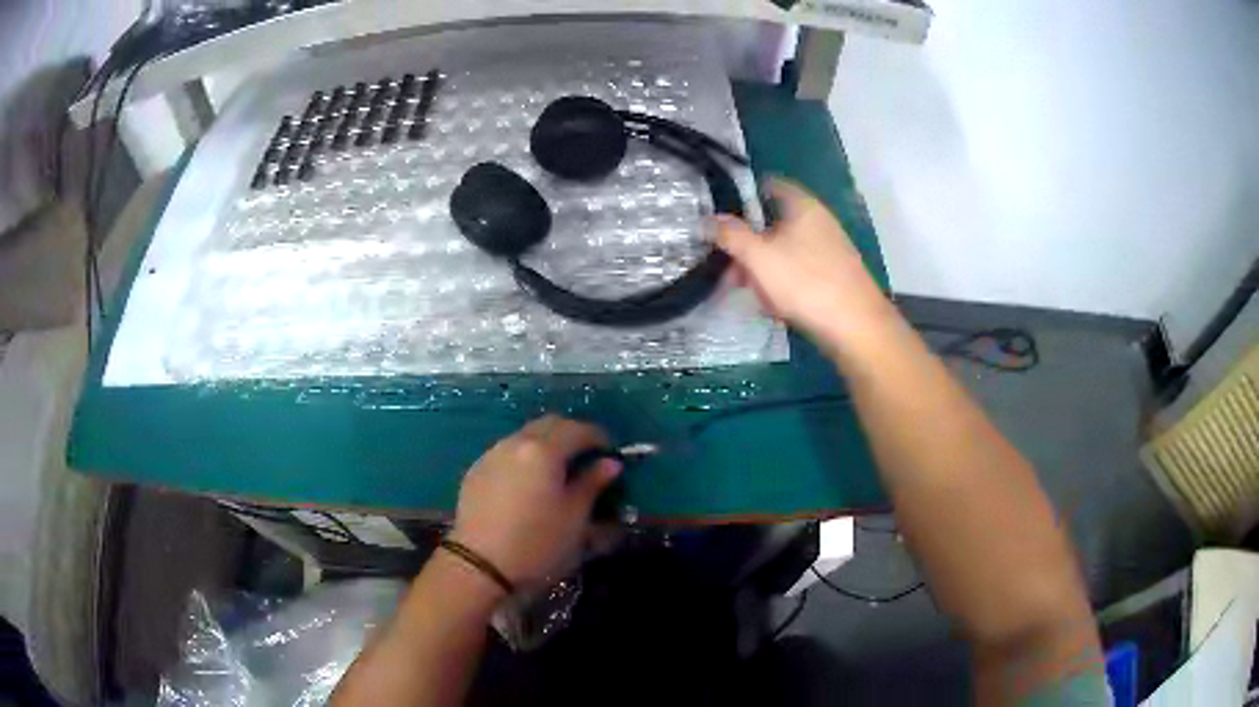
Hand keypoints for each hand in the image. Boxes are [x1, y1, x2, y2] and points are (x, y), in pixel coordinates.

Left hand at [449, 415, 620, 587]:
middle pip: (549, 424)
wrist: (481, 566)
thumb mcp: (575, 517)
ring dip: (546, 444)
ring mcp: (491, 455)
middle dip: (572, 434)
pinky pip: (507, 452)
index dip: (599, 437)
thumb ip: (592, 484)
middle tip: (587, 457)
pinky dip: (525, 457)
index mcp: (544, 451)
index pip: (578, 430)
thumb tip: (609, 463)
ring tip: (558, 470)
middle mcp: (516, 443)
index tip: (611, 453)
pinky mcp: (476, 471)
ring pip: (525, 436)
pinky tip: (529, 483)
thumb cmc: (537, 544)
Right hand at [715, 179, 896, 351]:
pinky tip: (776, 306)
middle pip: (774, 223)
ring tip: (752, 293)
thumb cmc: (805, 282)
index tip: (722, 215)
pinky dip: (784, 283)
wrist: (856, 326)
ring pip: (785, 250)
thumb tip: (708, 219)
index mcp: (802, 205)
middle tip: (730, 268)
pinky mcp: (835, 275)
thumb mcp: (758, 257)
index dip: (743, 196)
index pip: (769, 185)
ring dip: (764, 269)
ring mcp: (830, 249)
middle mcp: (819, 221)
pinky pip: (801, 271)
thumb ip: (730, 235)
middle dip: (749, 245)